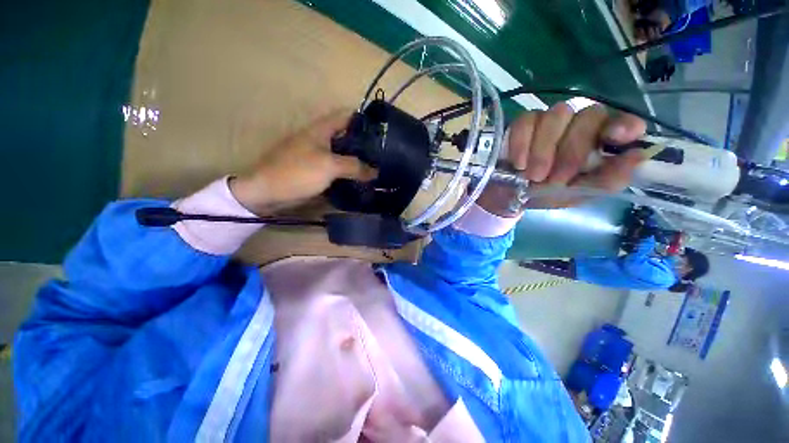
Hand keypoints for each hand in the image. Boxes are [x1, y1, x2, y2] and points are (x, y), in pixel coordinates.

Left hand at [230, 111, 375, 214]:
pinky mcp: (316, 171)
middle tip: (384, 155)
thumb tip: (375, 171)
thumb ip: (354, 166)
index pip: (347, 116)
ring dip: (358, 160)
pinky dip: (349, 173)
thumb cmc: (297, 172)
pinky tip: (361, 180)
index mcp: (321, 129)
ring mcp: (318, 156)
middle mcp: (320, 139)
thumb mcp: (329, 165)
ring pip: (343, 154)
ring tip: (377, 168)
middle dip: (365, 144)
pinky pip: (337, 169)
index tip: (383, 132)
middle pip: (347, 136)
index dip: (365, 120)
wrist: (267, 192)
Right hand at [476, 103, 646, 216]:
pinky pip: (525, 121)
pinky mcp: (523, 123)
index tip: (617, 137)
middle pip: (588, 116)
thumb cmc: (547, 195)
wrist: (510, 196)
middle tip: (553, 180)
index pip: (621, 121)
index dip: (623, 124)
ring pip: (557, 116)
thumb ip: (607, 180)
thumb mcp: (578, 194)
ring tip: (532, 176)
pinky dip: (522, 144)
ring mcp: (550, 121)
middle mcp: (579, 124)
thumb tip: (637, 156)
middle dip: (571, 151)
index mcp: (599, 142)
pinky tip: (518, 163)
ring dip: (544, 150)